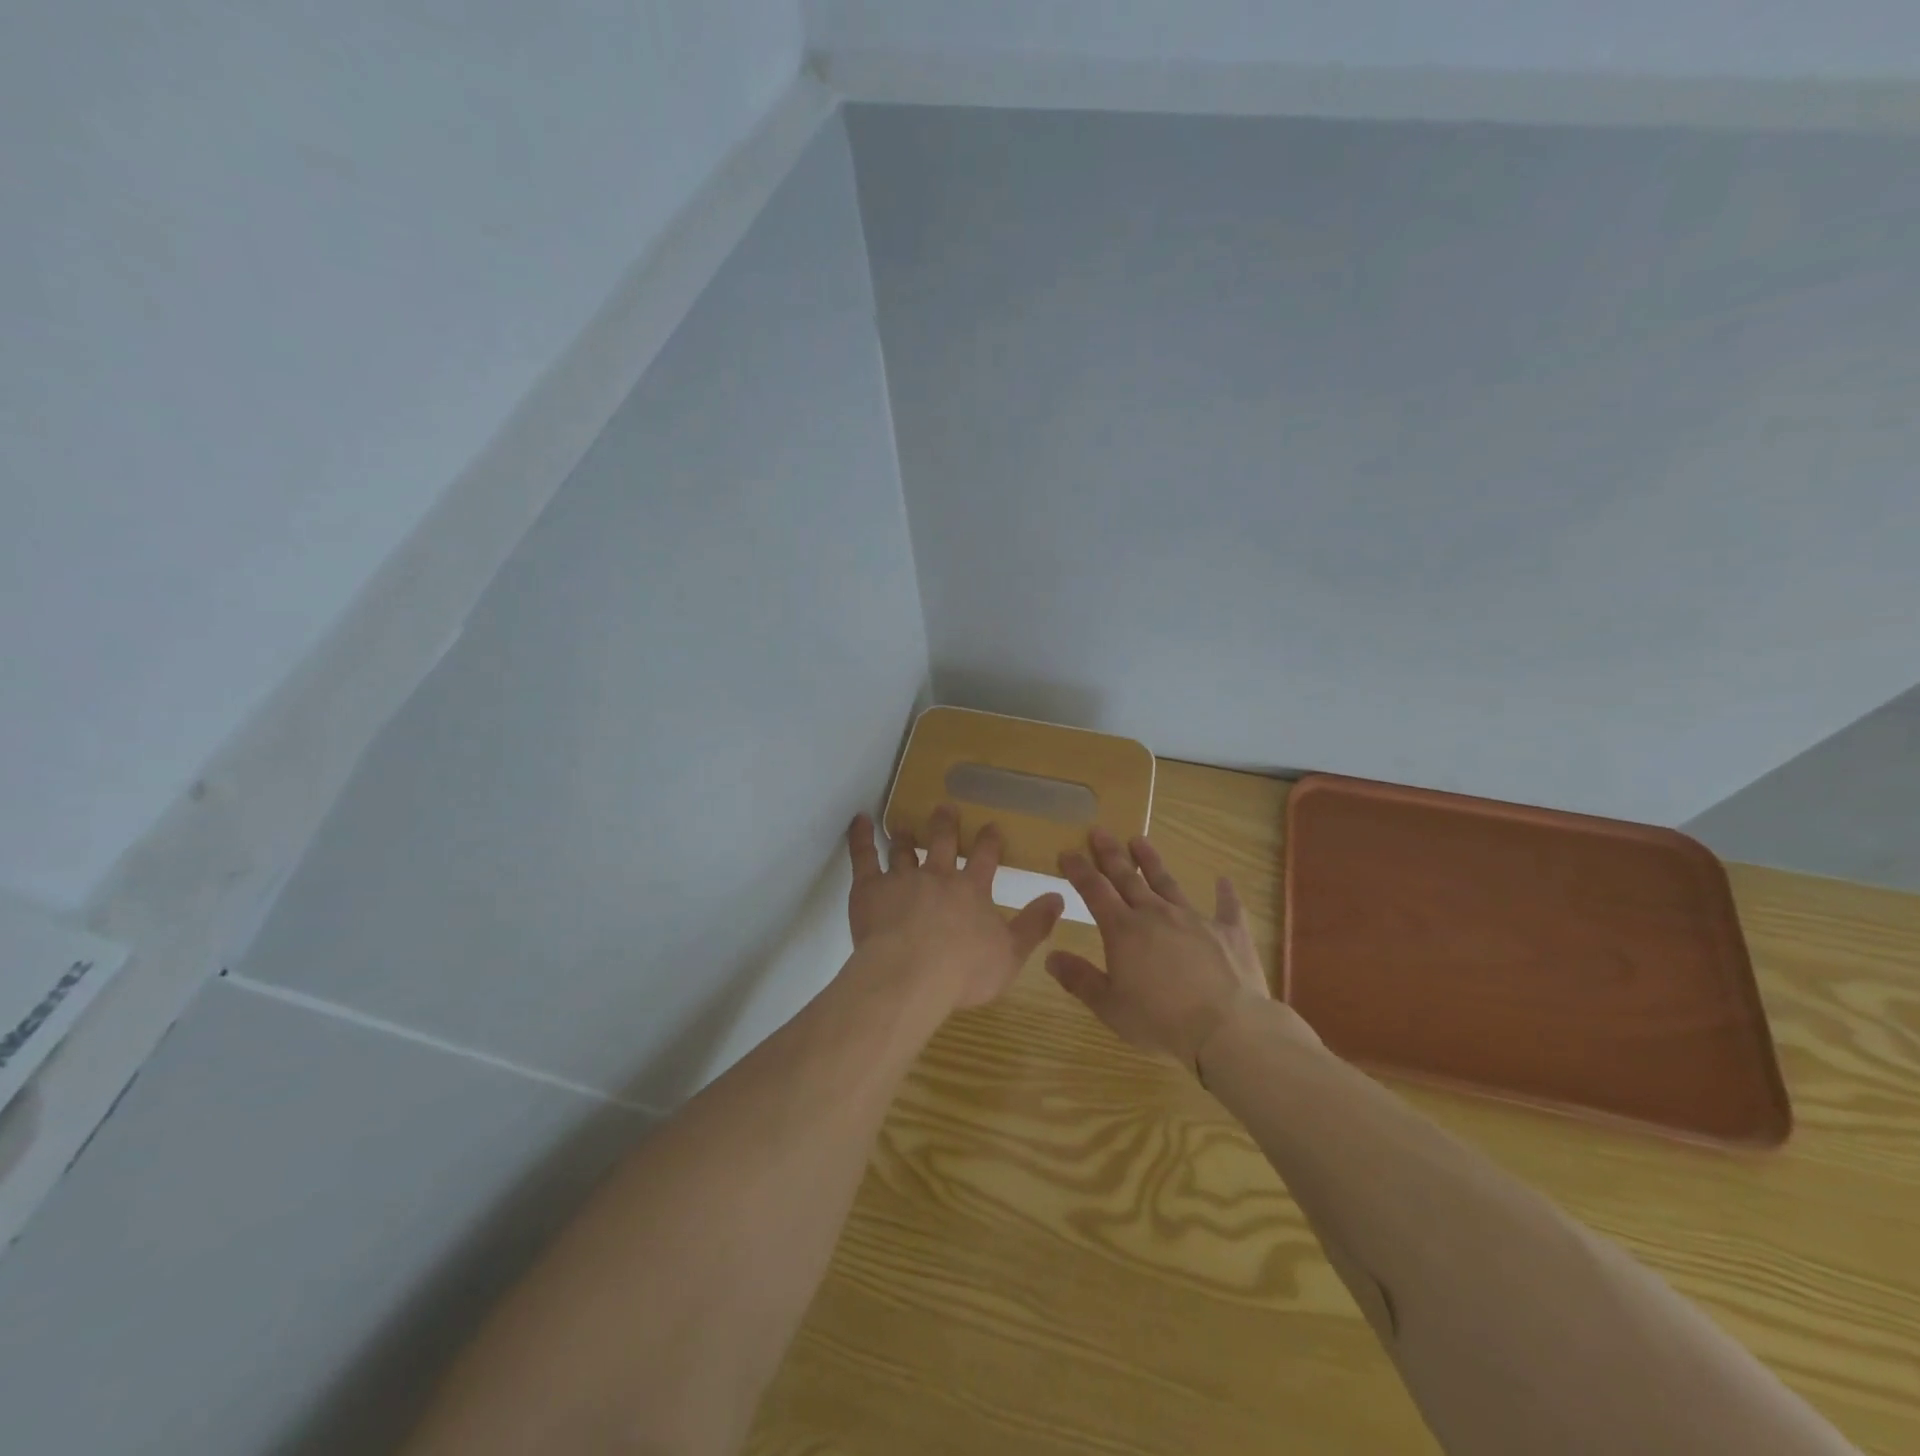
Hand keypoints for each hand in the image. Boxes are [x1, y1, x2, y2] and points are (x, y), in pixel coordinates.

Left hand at [846, 807, 1065, 1010]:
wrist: (910, 975)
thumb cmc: (963, 971)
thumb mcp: (1011, 954)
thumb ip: (1034, 925)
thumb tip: (1059, 898)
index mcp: (971, 890)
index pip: (985, 858)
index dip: (989, 841)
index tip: (991, 826)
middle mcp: (938, 876)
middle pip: (943, 843)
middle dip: (946, 825)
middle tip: (945, 808)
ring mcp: (902, 879)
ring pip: (904, 850)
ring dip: (906, 836)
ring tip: (905, 824)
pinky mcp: (870, 888)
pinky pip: (864, 856)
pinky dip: (861, 837)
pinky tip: (859, 821)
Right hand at [1049, 828, 1272, 1073]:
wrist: (1227, 1027)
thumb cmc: (1161, 1020)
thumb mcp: (1110, 1006)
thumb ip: (1079, 979)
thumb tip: (1050, 956)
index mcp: (1123, 930)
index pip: (1094, 890)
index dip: (1079, 870)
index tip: (1067, 851)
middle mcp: (1155, 914)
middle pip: (1128, 877)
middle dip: (1110, 854)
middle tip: (1099, 831)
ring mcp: (1194, 919)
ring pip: (1167, 882)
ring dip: (1151, 861)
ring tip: (1139, 839)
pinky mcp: (1229, 932)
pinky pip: (1227, 907)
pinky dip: (1225, 893)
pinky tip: (1224, 880)